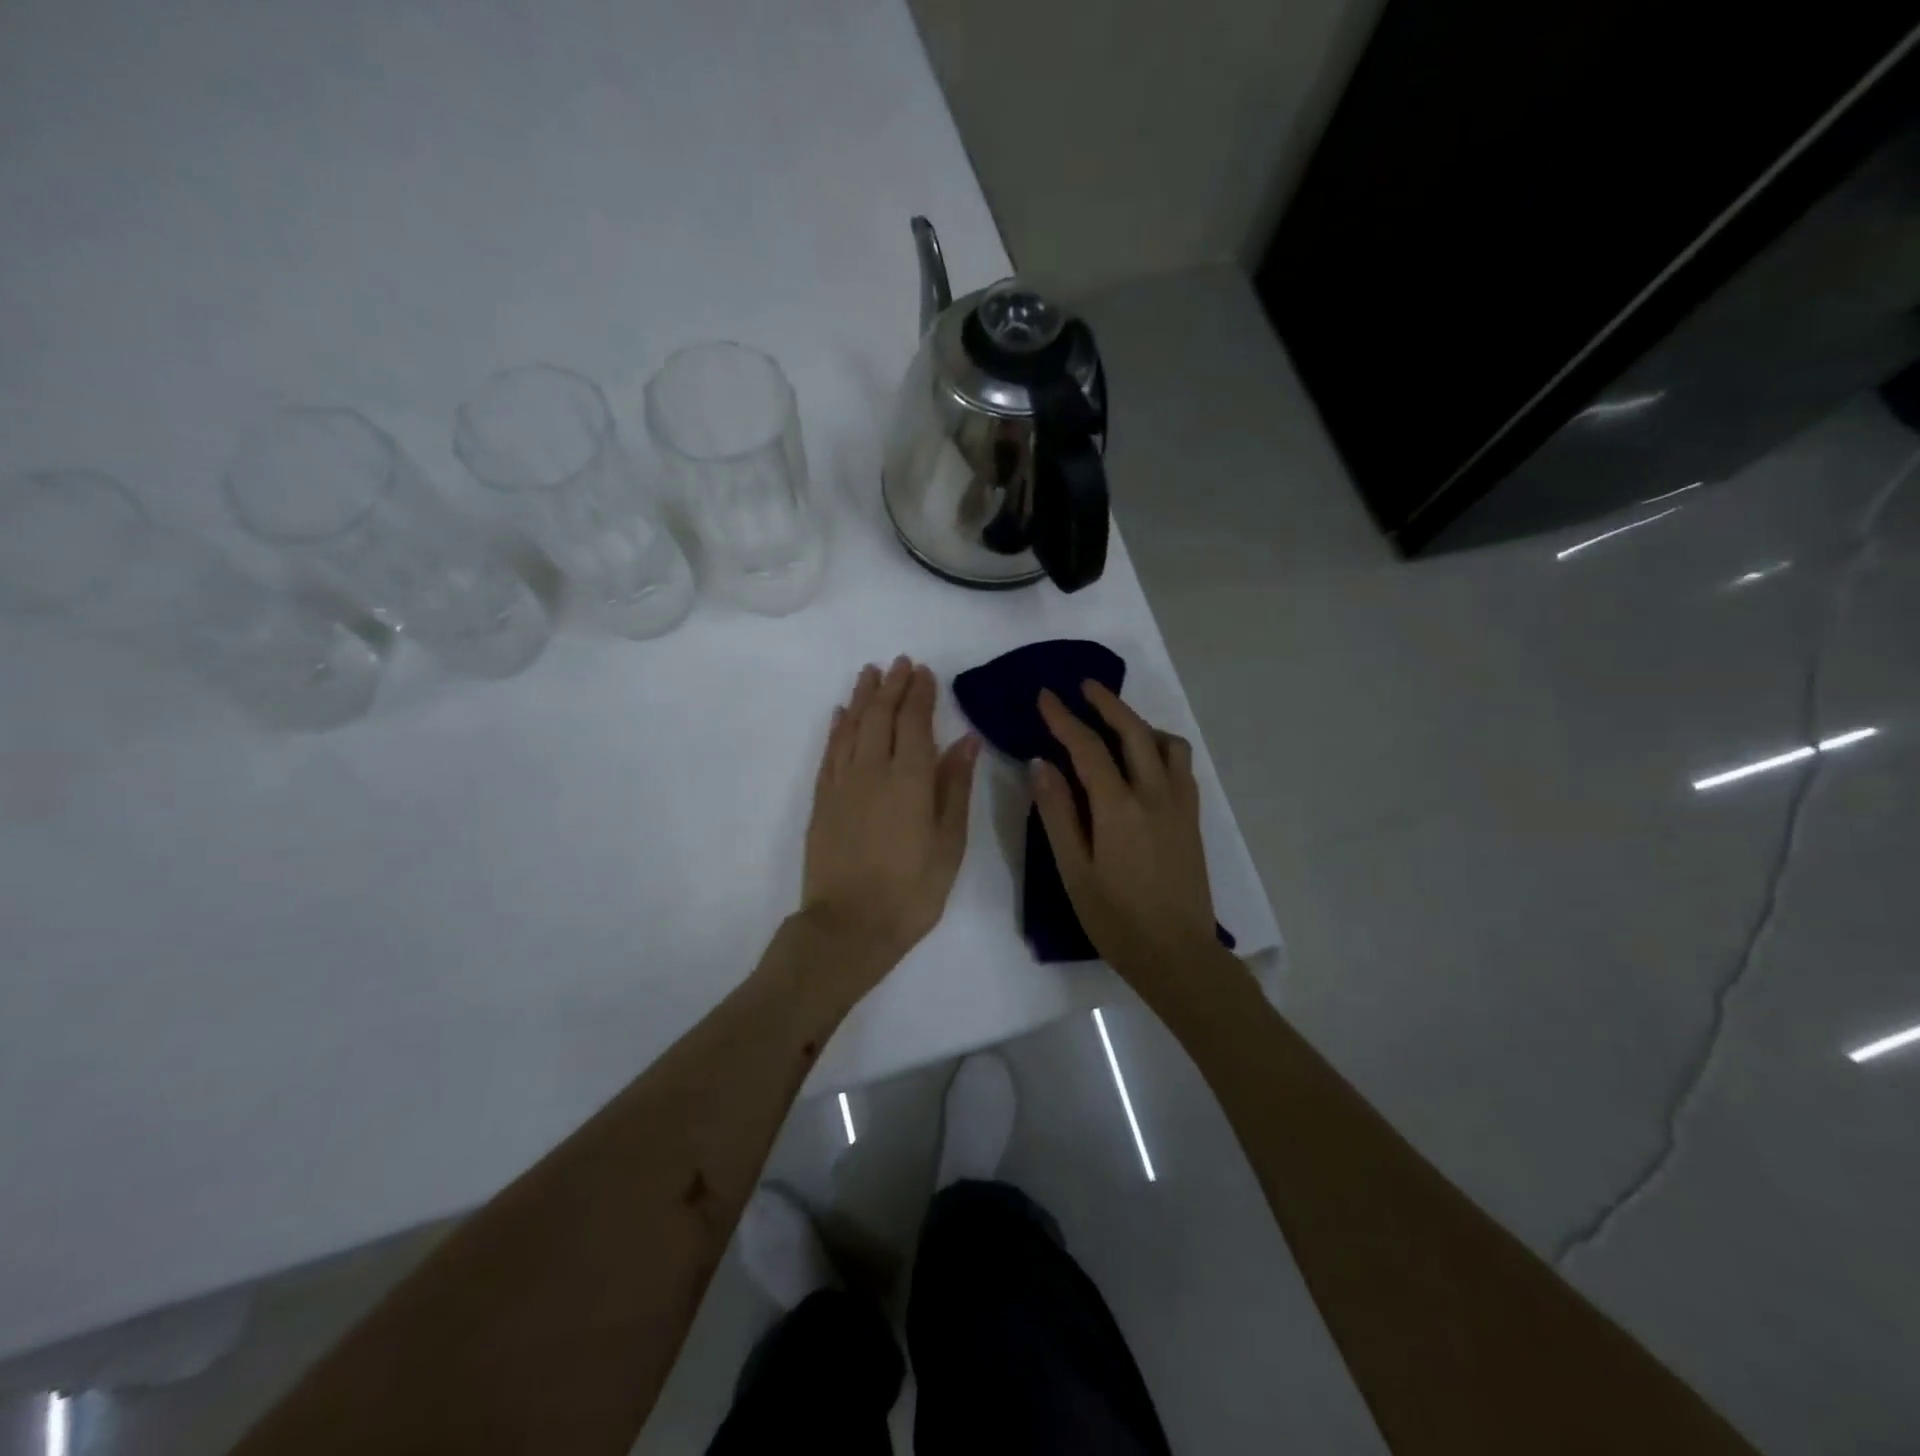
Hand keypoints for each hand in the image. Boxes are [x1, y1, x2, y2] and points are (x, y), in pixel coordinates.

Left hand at [801, 657, 979, 986]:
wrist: (849, 926)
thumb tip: (966, 741)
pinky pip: (829, 753)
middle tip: (900, 663)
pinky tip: (842, 714)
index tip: (924, 671)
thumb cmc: (912, 890)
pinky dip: (837, 728)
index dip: (919, 693)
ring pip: (852, 727)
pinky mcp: (822, 801)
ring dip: (862, 697)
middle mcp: (872, 770)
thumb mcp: (949, 843)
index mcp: (909, 779)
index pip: (914, 722)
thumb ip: (955, 787)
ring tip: (871, 673)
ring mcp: (842, 784)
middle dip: (892, 685)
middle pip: (880, 716)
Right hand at [1032, 682, 1219, 986]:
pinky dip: (1162, 747)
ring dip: (1140, 723)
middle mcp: (1155, 795)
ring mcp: (1180, 805)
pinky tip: (1146, 760)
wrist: (1177, 955)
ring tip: (1116, 723)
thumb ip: (1057, 814)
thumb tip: (1042, 764)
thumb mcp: (1074, 871)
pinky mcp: (1193, 819)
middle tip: (1084, 686)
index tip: (1046, 696)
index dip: (1064, 719)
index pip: (1089, 748)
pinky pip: (1182, 766)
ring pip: (1167, 744)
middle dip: (1108, 703)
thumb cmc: (1116, 919)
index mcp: (1119, 808)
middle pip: (1134, 732)